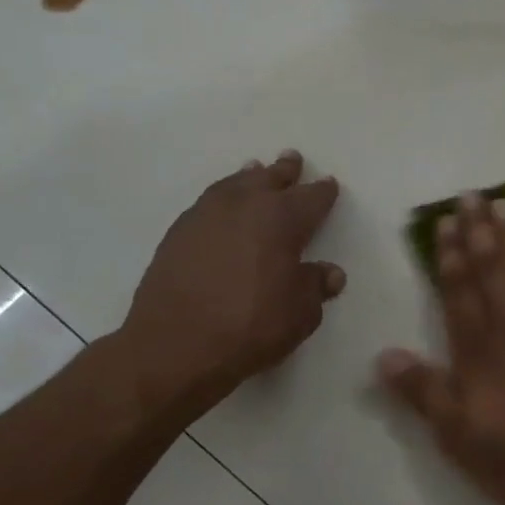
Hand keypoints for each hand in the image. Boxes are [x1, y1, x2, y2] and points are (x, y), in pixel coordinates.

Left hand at [113, 150, 342, 415]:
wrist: (175, 344)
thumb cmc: (251, 326)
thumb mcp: (301, 313)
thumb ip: (315, 286)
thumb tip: (329, 272)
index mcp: (281, 219)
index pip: (311, 198)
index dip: (322, 192)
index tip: (329, 185)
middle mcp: (244, 206)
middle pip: (269, 179)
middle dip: (284, 171)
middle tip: (291, 160)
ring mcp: (205, 216)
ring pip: (233, 185)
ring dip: (249, 178)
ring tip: (255, 171)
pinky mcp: (178, 233)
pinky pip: (208, 202)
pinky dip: (223, 198)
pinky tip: (223, 207)